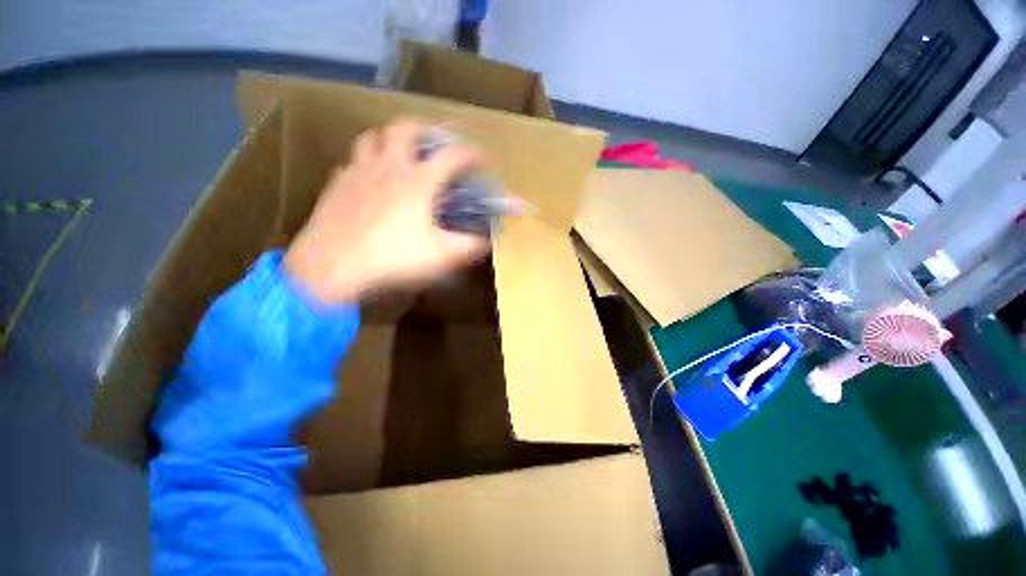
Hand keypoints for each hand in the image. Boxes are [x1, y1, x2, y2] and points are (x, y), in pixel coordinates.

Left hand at [284, 119, 488, 303]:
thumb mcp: (441, 256)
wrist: (332, 267)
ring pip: (373, 136)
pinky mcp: (337, 183)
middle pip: (405, 128)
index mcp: (418, 182)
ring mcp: (359, 171)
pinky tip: (372, 178)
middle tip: (435, 141)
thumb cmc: (392, 258)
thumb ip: (469, 246)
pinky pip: (354, 160)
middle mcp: (388, 166)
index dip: (473, 154)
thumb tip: (486, 241)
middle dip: (426, 129)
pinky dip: (368, 161)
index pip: (453, 156)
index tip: (483, 159)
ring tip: (402, 152)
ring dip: (391, 138)